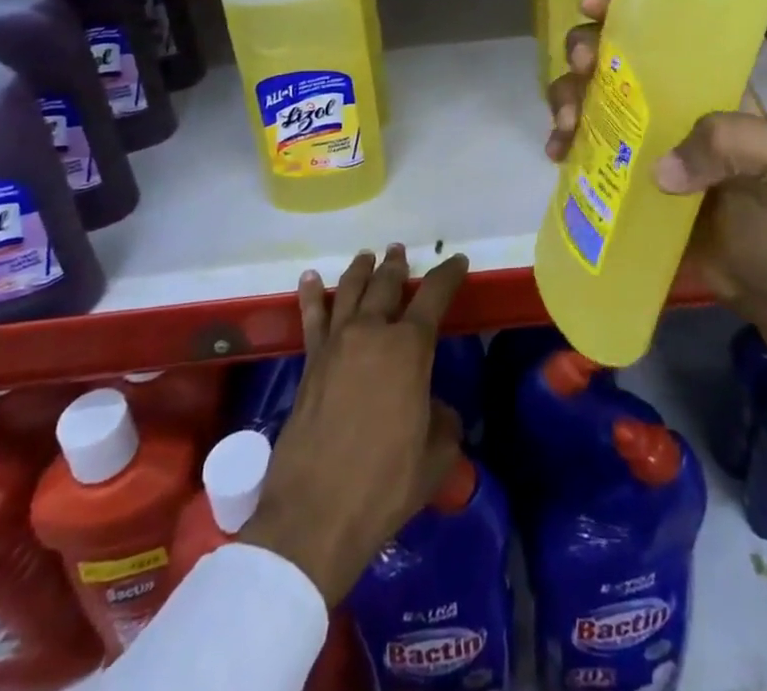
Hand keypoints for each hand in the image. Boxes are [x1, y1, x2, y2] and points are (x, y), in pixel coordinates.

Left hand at [241, 245, 468, 604]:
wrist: (315, 515)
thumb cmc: (385, 484)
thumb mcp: (435, 456)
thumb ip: (443, 422)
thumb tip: (434, 410)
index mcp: (409, 348)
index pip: (434, 295)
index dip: (449, 274)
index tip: (457, 261)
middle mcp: (372, 333)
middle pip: (386, 285)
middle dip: (397, 265)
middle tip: (400, 252)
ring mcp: (336, 345)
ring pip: (349, 291)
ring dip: (361, 270)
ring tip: (367, 256)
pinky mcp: (309, 364)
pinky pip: (311, 318)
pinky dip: (311, 295)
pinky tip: (310, 279)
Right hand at [547, 0, 766, 413]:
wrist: (762, 282)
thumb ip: (737, 147)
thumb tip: (661, 167)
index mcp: (704, 82)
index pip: (662, 28)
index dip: (622, 7)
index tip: (592, 6)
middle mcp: (665, 98)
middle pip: (610, 53)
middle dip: (583, 51)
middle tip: (582, 73)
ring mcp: (637, 134)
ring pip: (586, 93)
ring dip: (565, 97)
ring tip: (567, 130)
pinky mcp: (617, 171)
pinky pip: (579, 142)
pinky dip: (561, 140)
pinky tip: (557, 156)